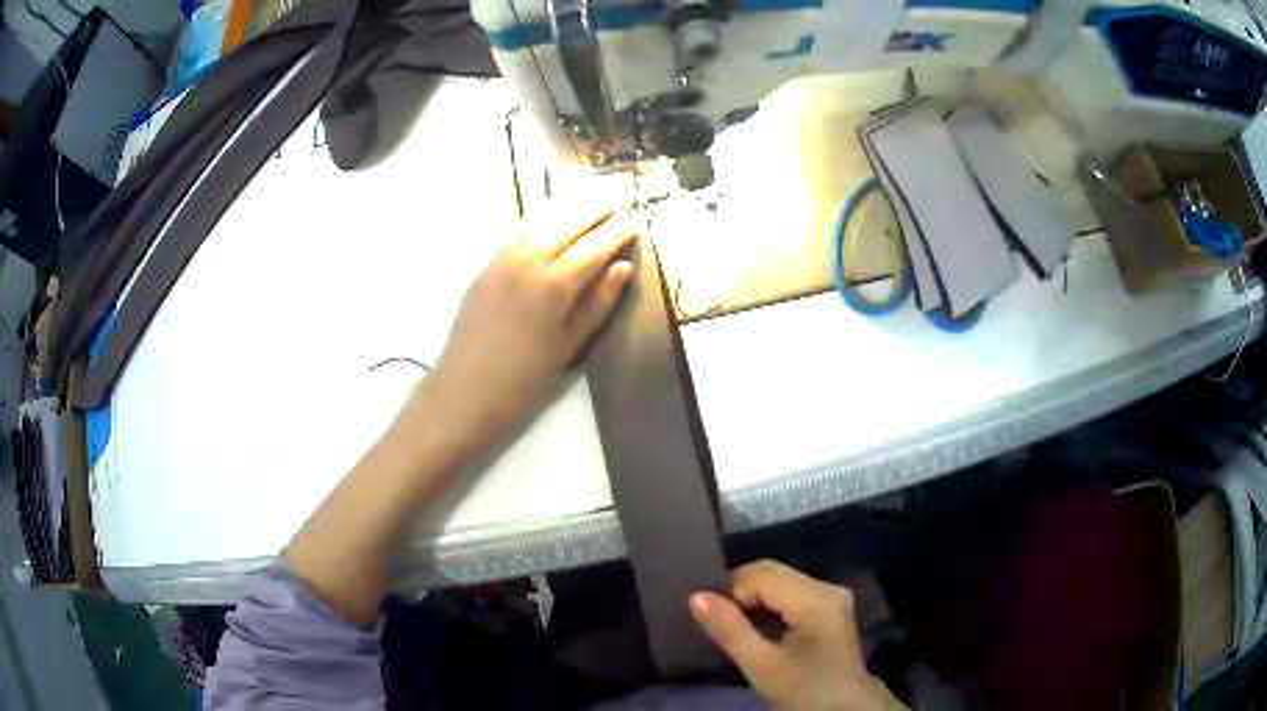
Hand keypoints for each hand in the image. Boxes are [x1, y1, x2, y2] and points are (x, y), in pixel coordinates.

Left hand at [422, 204, 637, 452]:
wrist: (465, 390)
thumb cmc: (524, 378)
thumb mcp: (569, 345)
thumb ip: (598, 303)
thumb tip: (622, 267)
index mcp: (554, 285)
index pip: (594, 247)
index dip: (617, 232)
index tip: (636, 222)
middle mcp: (528, 261)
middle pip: (568, 224)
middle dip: (595, 212)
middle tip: (617, 207)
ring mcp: (503, 259)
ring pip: (541, 221)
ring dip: (568, 211)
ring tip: (589, 207)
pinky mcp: (486, 265)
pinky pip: (519, 232)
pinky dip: (541, 220)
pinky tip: (552, 222)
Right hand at [690, 560, 904, 710]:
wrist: (844, 709)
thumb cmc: (803, 691)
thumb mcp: (761, 666)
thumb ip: (729, 630)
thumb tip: (695, 596)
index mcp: (816, 599)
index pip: (760, 575)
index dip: (730, 593)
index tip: (713, 622)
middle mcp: (827, 587)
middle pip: (771, 572)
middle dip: (740, 592)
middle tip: (720, 624)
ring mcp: (831, 595)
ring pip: (779, 580)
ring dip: (752, 599)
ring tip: (735, 628)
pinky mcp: (830, 605)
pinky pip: (790, 592)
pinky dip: (768, 605)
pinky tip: (758, 629)